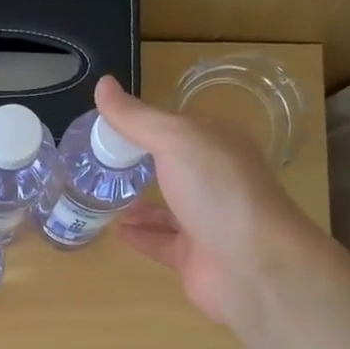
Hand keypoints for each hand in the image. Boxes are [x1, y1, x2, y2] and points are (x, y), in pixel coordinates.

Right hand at [93, 76, 305, 326]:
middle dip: (139, 163)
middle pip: (172, 167)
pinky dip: (139, 235)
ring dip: (137, 202)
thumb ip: (137, 118)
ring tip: (99, 196)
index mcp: (217, 144)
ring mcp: (206, 220)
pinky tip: (115, 231)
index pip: (176, 127)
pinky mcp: (194, 257)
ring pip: (166, 207)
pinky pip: (160, 242)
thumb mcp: (176, 141)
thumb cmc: (218, 192)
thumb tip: (102, 83)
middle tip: (96, 162)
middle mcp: (215, 180)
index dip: (142, 124)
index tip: (103, 126)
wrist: (253, 265)